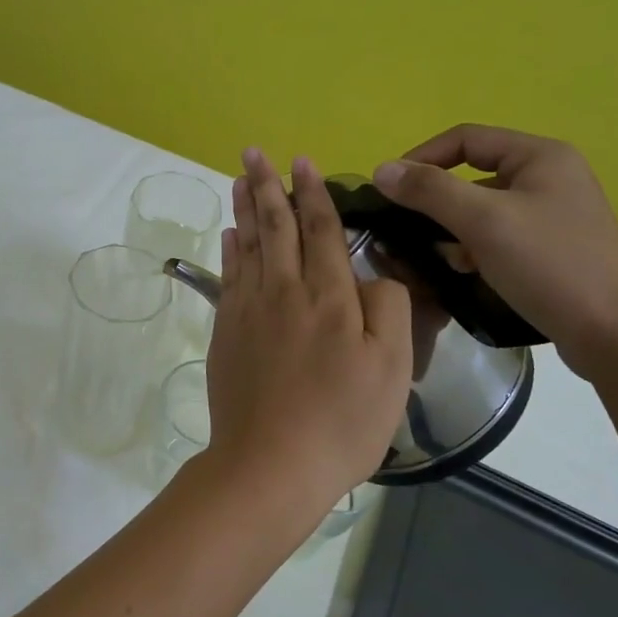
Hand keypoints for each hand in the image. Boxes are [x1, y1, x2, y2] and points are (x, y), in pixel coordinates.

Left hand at [205, 150, 411, 509]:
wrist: (270, 463)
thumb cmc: (341, 420)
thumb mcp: (391, 368)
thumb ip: (387, 308)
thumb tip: (371, 273)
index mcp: (329, 297)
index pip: (321, 230)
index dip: (312, 193)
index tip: (302, 162)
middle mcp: (284, 291)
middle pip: (275, 227)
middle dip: (266, 186)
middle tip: (254, 153)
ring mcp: (248, 310)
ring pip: (247, 245)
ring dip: (244, 209)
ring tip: (238, 179)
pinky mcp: (226, 332)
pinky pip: (228, 276)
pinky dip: (230, 250)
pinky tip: (230, 235)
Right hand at [372, 125, 617, 379]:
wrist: (615, 334)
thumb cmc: (550, 266)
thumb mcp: (483, 222)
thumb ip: (430, 191)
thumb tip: (382, 169)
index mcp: (540, 156)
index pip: (465, 138)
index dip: (422, 157)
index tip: (389, 190)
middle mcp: (550, 176)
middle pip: (473, 174)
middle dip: (437, 201)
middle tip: (409, 229)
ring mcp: (554, 214)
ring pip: (483, 208)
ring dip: (454, 228)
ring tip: (441, 257)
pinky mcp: (553, 248)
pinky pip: (499, 235)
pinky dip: (475, 247)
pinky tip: (468, 271)